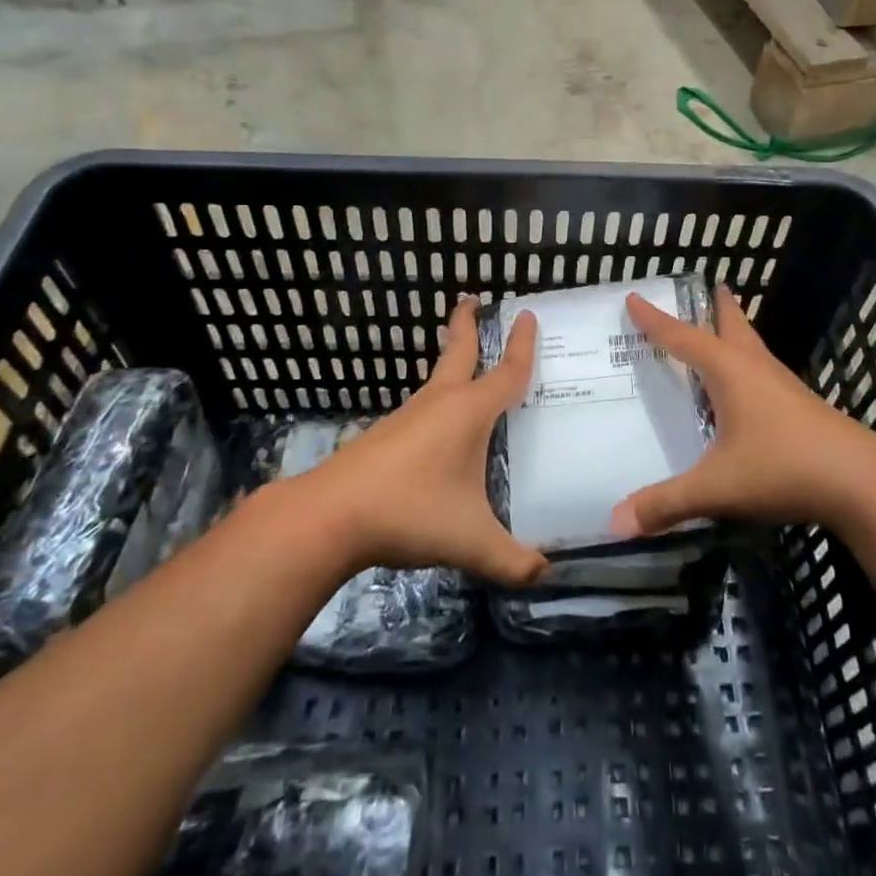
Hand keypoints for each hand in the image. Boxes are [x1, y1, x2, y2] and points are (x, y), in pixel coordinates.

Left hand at [300, 297, 546, 585]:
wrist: (329, 516)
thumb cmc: (410, 512)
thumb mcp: (472, 541)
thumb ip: (513, 561)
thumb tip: (547, 576)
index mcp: (469, 413)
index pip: (507, 371)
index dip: (522, 345)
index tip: (528, 315)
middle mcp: (439, 403)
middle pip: (458, 351)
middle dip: (467, 324)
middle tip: (474, 299)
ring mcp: (408, 417)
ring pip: (436, 378)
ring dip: (450, 360)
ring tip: (464, 361)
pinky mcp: (385, 436)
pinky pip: (422, 406)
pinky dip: (438, 398)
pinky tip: (438, 425)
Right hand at [609, 289, 875, 537]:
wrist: (861, 481)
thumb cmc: (783, 468)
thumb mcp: (717, 487)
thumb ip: (666, 503)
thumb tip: (615, 522)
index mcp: (730, 371)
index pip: (682, 337)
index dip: (655, 320)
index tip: (634, 297)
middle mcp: (756, 369)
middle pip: (732, 326)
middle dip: (717, 307)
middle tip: (707, 287)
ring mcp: (783, 386)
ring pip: (752, 348)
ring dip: (735, 334)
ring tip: (721, 331)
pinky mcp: (801, 407)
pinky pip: (763, 373)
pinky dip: (746, 366)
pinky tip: (745, 390)